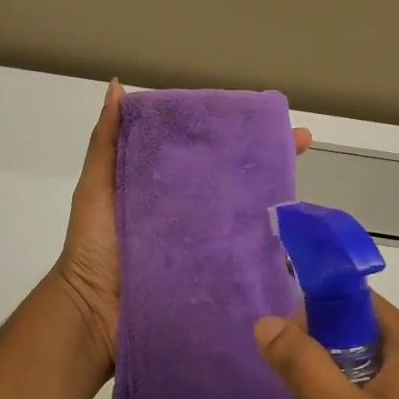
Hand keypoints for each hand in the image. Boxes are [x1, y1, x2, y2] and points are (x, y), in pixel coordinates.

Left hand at [51, 81, 311, 381]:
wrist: (92, 311)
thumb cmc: (93, 246)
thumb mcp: (97, 188)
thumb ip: (107, 142)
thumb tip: (117, 86)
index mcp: (169, 188)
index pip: (209, 153)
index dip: (236, 134)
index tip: (264, 116)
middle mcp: (194, 214)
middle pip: (238, 184)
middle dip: (271, 164)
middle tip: (301, 146)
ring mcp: (208, 248)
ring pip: (250, 221)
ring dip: (279, 209)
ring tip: (306, 193)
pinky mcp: (215, 279)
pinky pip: (248, 262)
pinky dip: (272, 254)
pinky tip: (298, 242)